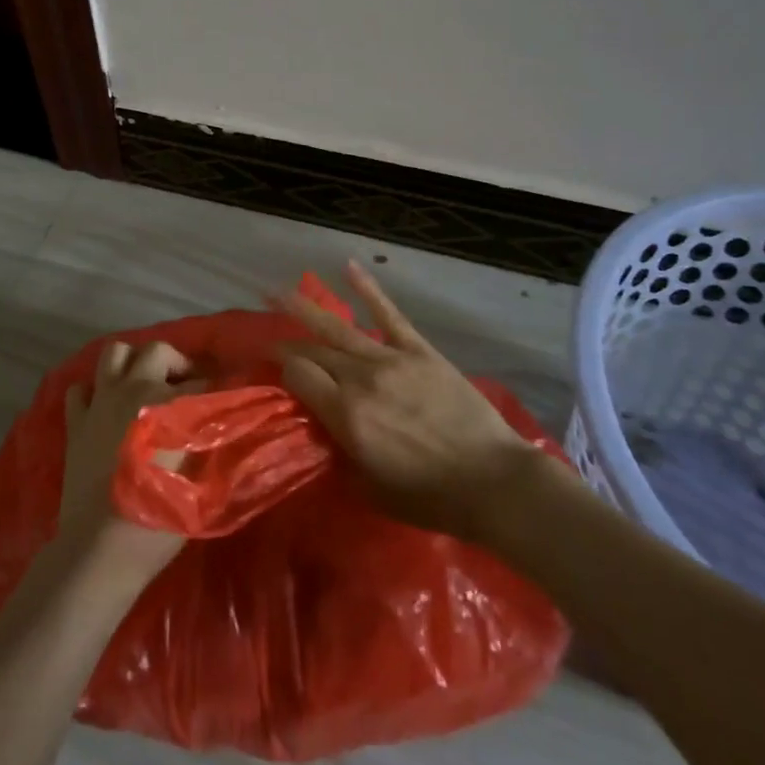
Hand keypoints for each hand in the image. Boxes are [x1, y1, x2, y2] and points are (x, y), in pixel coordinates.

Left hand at [55, 340, 207, 585]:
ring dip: (133, 363)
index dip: (217, 389)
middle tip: (187, 387)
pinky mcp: (75, 421)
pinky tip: (107, 408)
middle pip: (158, 351)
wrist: (99, 549)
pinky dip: (96, 390)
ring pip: (115, 353)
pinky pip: (82, 388)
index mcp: (168, 403)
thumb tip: (216, 423)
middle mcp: (133, 389)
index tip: (225, 399)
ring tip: (145, 385)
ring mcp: (100, 402)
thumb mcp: (199, 482)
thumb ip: (207, 443)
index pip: (202, 382)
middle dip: (177, 364)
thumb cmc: (157, 520)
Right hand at [277, 263, 536, 540]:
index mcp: (345, 415)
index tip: (273, 372)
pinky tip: (348, 266)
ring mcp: (390, 359)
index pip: (298, 376)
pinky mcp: (419, 350)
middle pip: (313, 351)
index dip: (281, 370)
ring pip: (337, 327)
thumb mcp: (370, 490)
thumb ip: (340, 455)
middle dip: (288, 345)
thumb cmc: (430, 497)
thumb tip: (324, 430)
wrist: (493, 482)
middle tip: (271, 341)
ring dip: (304, 308)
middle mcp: (360, 379)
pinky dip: (368, 289)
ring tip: (278, 292)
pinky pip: (388, 313)